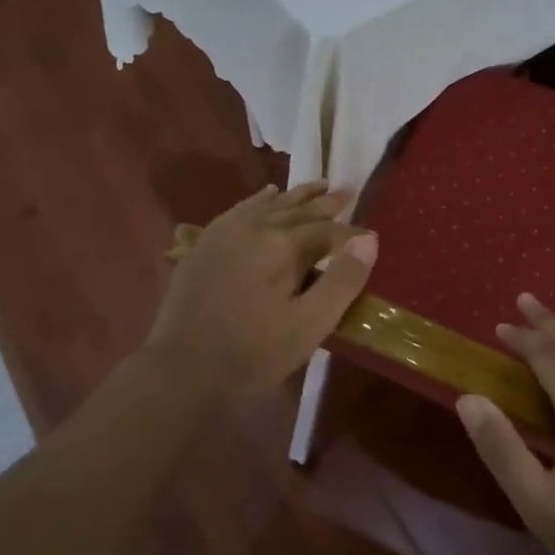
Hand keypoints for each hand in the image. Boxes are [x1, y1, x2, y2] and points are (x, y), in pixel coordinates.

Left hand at [145, 181, 377, 399]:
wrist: (183, 369)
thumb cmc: (254, 353)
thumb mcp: (310, 325)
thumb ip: (342, 281)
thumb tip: (368, 240)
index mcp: (283, 246)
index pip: (328, 230)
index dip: (352, 233)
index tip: (371, 236)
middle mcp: (255, 226)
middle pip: (300, 209)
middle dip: (327, 202)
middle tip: (348, 191)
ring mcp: (226, 231)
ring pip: (271, 203)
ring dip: (298, 195)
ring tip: (319, 185)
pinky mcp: (207, 242)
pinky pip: (241, 208)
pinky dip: (261, 198)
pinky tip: (269, 193)